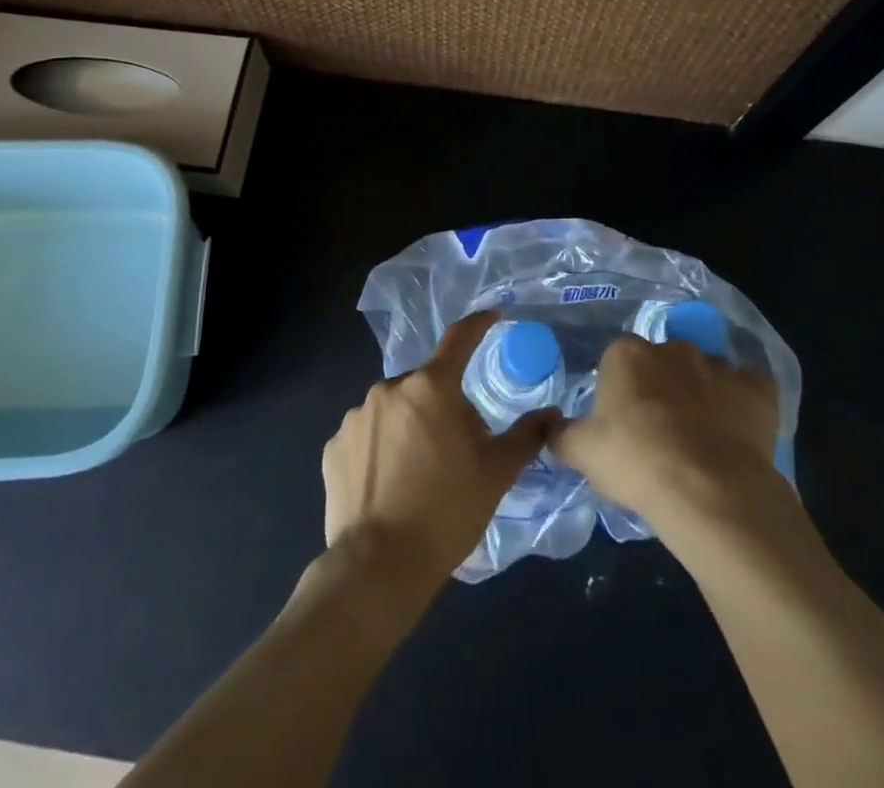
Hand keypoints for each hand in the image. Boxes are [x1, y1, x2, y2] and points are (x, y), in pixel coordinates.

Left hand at [321, 310, 555, 604]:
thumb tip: (550, 414)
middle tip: (456, 450)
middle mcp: (389, 389)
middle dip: (443, 406)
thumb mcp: (495, 475)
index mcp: (431, 388)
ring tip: (419, 475)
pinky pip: (367, 434)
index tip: (492, 316)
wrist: (378, 567)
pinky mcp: (333, 446)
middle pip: (426, 386)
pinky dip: (380, 448)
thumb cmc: (446, 513)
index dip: (478, 324)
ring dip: (409, 426)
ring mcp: (356, 416)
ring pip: (394, 409)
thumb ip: (525, 437)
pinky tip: (388, 484)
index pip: (458, 339)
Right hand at [552, 333, 781, 532]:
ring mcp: (718, 366)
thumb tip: (550, 427)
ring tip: (701, 438)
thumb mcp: (582, 453)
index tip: (621, 420)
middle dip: (661, 386)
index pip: (617, 359)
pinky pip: (749, 388)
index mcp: (627, 354)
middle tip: (659, 430)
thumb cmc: (636, 463)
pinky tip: (738, 429)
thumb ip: (562, 435)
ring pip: (706, 373)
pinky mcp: (757, 391)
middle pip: (663, 361)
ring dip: (702, 394)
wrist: (708, 491)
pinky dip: (744, 402)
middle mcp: (673, 348)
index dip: (619, 388)